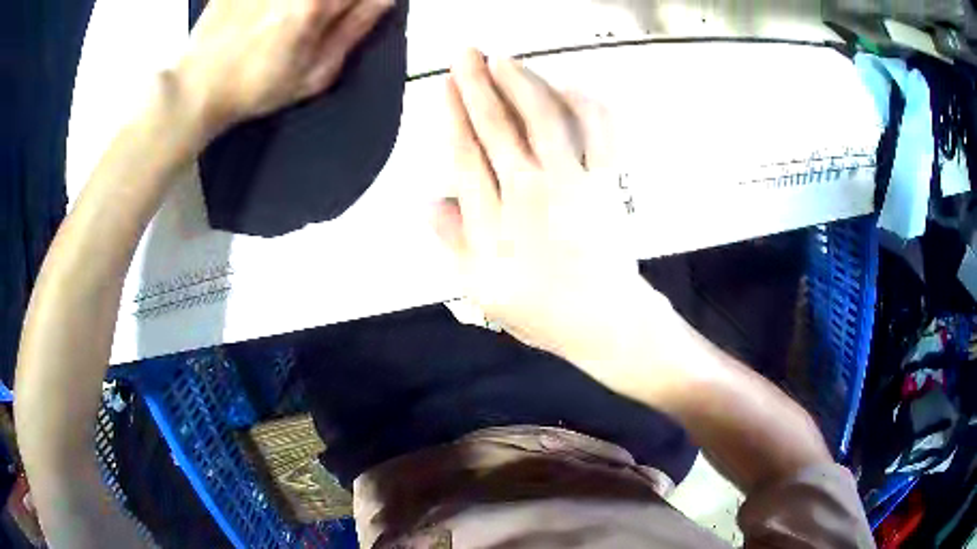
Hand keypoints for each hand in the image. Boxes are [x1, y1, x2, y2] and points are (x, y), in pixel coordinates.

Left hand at [177, 0, 392, 131]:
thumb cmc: (258, 87)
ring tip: (290, 26)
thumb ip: (355, 29)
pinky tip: (266, 18)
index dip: (363, 4)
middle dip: (332, 7)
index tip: (350, 14)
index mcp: (316, 4)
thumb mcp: (315, 73)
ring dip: (306, 7)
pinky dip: (274, 5)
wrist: (198, 88)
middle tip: (318, 23)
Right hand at [435, 49, 650, 359]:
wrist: (603, 319)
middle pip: (498, 126)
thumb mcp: (481, 290)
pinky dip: (587, 104)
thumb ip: (454, 242)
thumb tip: (429, 199)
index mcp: (495, 219)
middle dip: (478, 85)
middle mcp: (531, 190)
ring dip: (522, 83)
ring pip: (544, 119)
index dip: (454, 115)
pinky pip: (600, 132)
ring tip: (503, 58)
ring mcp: (574, 181)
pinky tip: (571, 84)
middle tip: (465, 53)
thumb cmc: (540, 309)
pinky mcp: (607, 180)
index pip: (466, 153)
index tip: (445, 85)